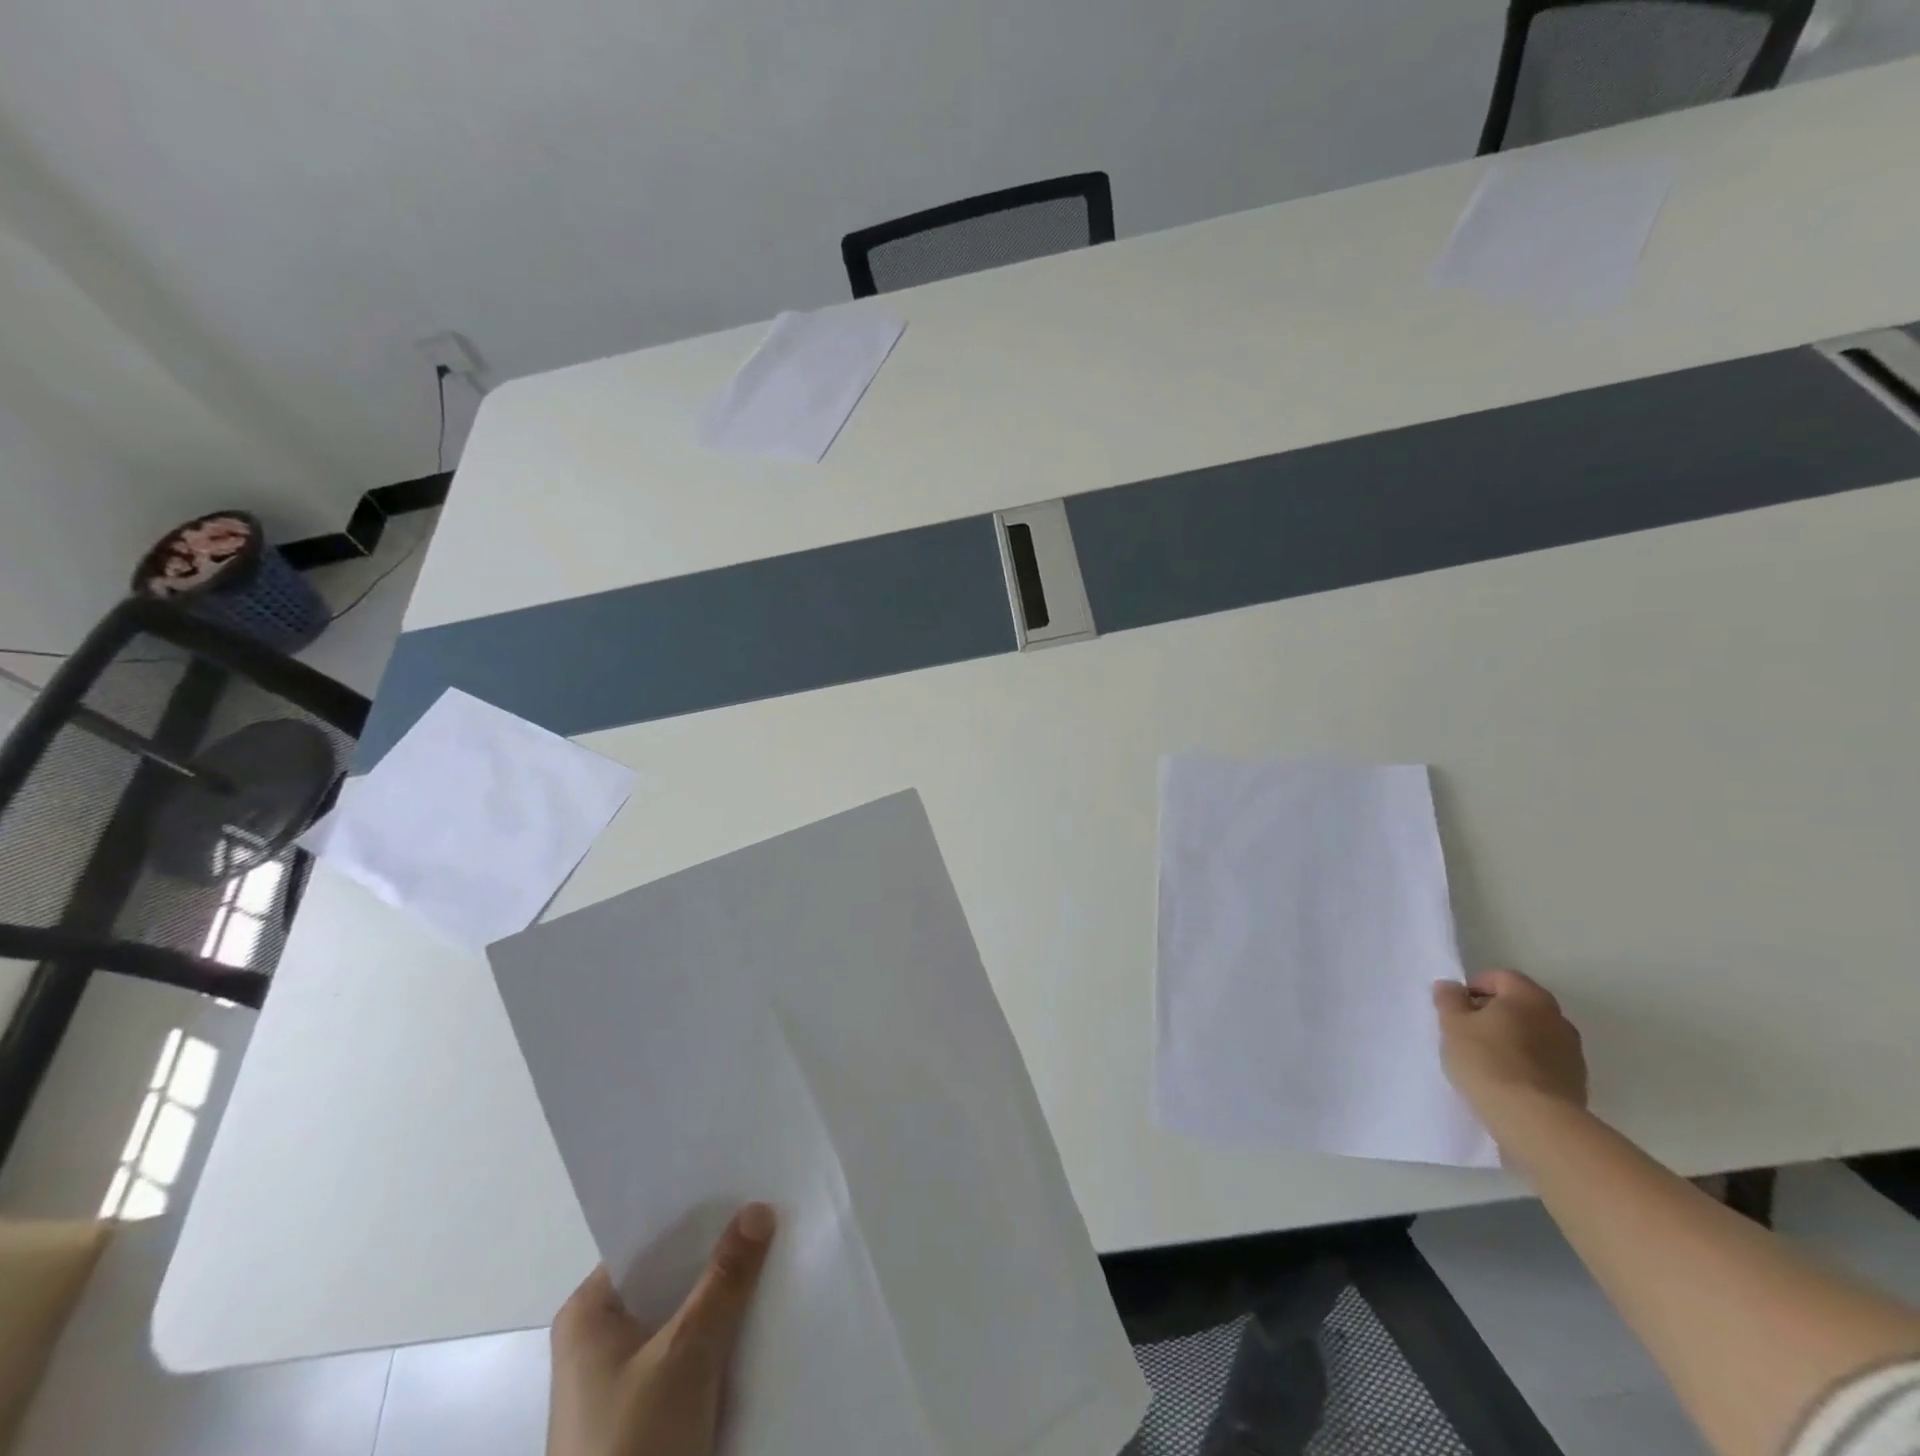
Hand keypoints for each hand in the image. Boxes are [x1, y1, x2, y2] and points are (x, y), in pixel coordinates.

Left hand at [548, 1203, 776, 1455]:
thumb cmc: (633, 1444)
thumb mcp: (685, 1355)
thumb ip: (724, 1280)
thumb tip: (758, 1208)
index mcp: (588, 1313)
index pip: (650, 1240)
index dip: (697, 1213)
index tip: (744, 1185)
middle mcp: (599, 1338)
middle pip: (670, 1277)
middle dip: (718, 1254)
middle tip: (771, 1213)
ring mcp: (622, 1378)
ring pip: (683, 1315)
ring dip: (723, 1296)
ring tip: (776, 1253)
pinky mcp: (646, 1410)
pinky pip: (688, 1352)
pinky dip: (719, 1335)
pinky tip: (760, 1316)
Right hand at [1433, 969, 1586, 1130]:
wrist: (1535, 1121)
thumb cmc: (1488, 1061)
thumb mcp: (1452, 1024)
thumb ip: (1449, 999)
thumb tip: (1452, 987)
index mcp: (1530, 997)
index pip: (1501, 977)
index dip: (1475, 987)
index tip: (1456, 1008)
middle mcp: (1558, 1018)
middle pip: (1520, 1005)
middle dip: (1493, 1013)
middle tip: (1467, 1032)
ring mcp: (1572, 1053)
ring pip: (1533, 1034)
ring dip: (1511, 1039)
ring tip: (1486, 1060)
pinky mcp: (1577, 1083)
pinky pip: (1544, 1062)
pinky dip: (1525, 1064)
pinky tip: (1506, 1081)